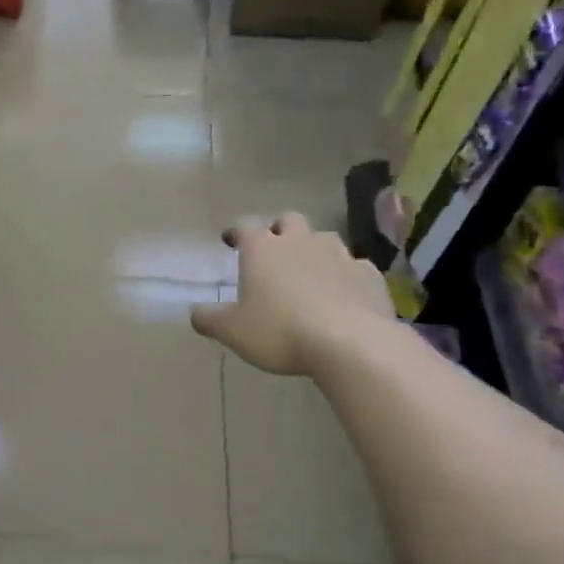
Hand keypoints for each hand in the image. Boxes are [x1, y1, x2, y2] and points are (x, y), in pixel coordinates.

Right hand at [191, 213, 392, 375]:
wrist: (351, 343)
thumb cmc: (280, 331)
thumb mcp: (232, 331)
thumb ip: (209, 319)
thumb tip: (195, 313)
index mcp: (262, 250)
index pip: (244, 228)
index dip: (235, 233)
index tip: (230, 241)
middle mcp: (300, 241)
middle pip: (288, 221)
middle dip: (279, 231)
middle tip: (273, 251)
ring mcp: (339, 254)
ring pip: (323, 239)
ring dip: (313, 250)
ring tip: (308, 273)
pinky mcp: (368, 274)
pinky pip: (353, 266)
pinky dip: (344, 275)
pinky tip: (342, 294)